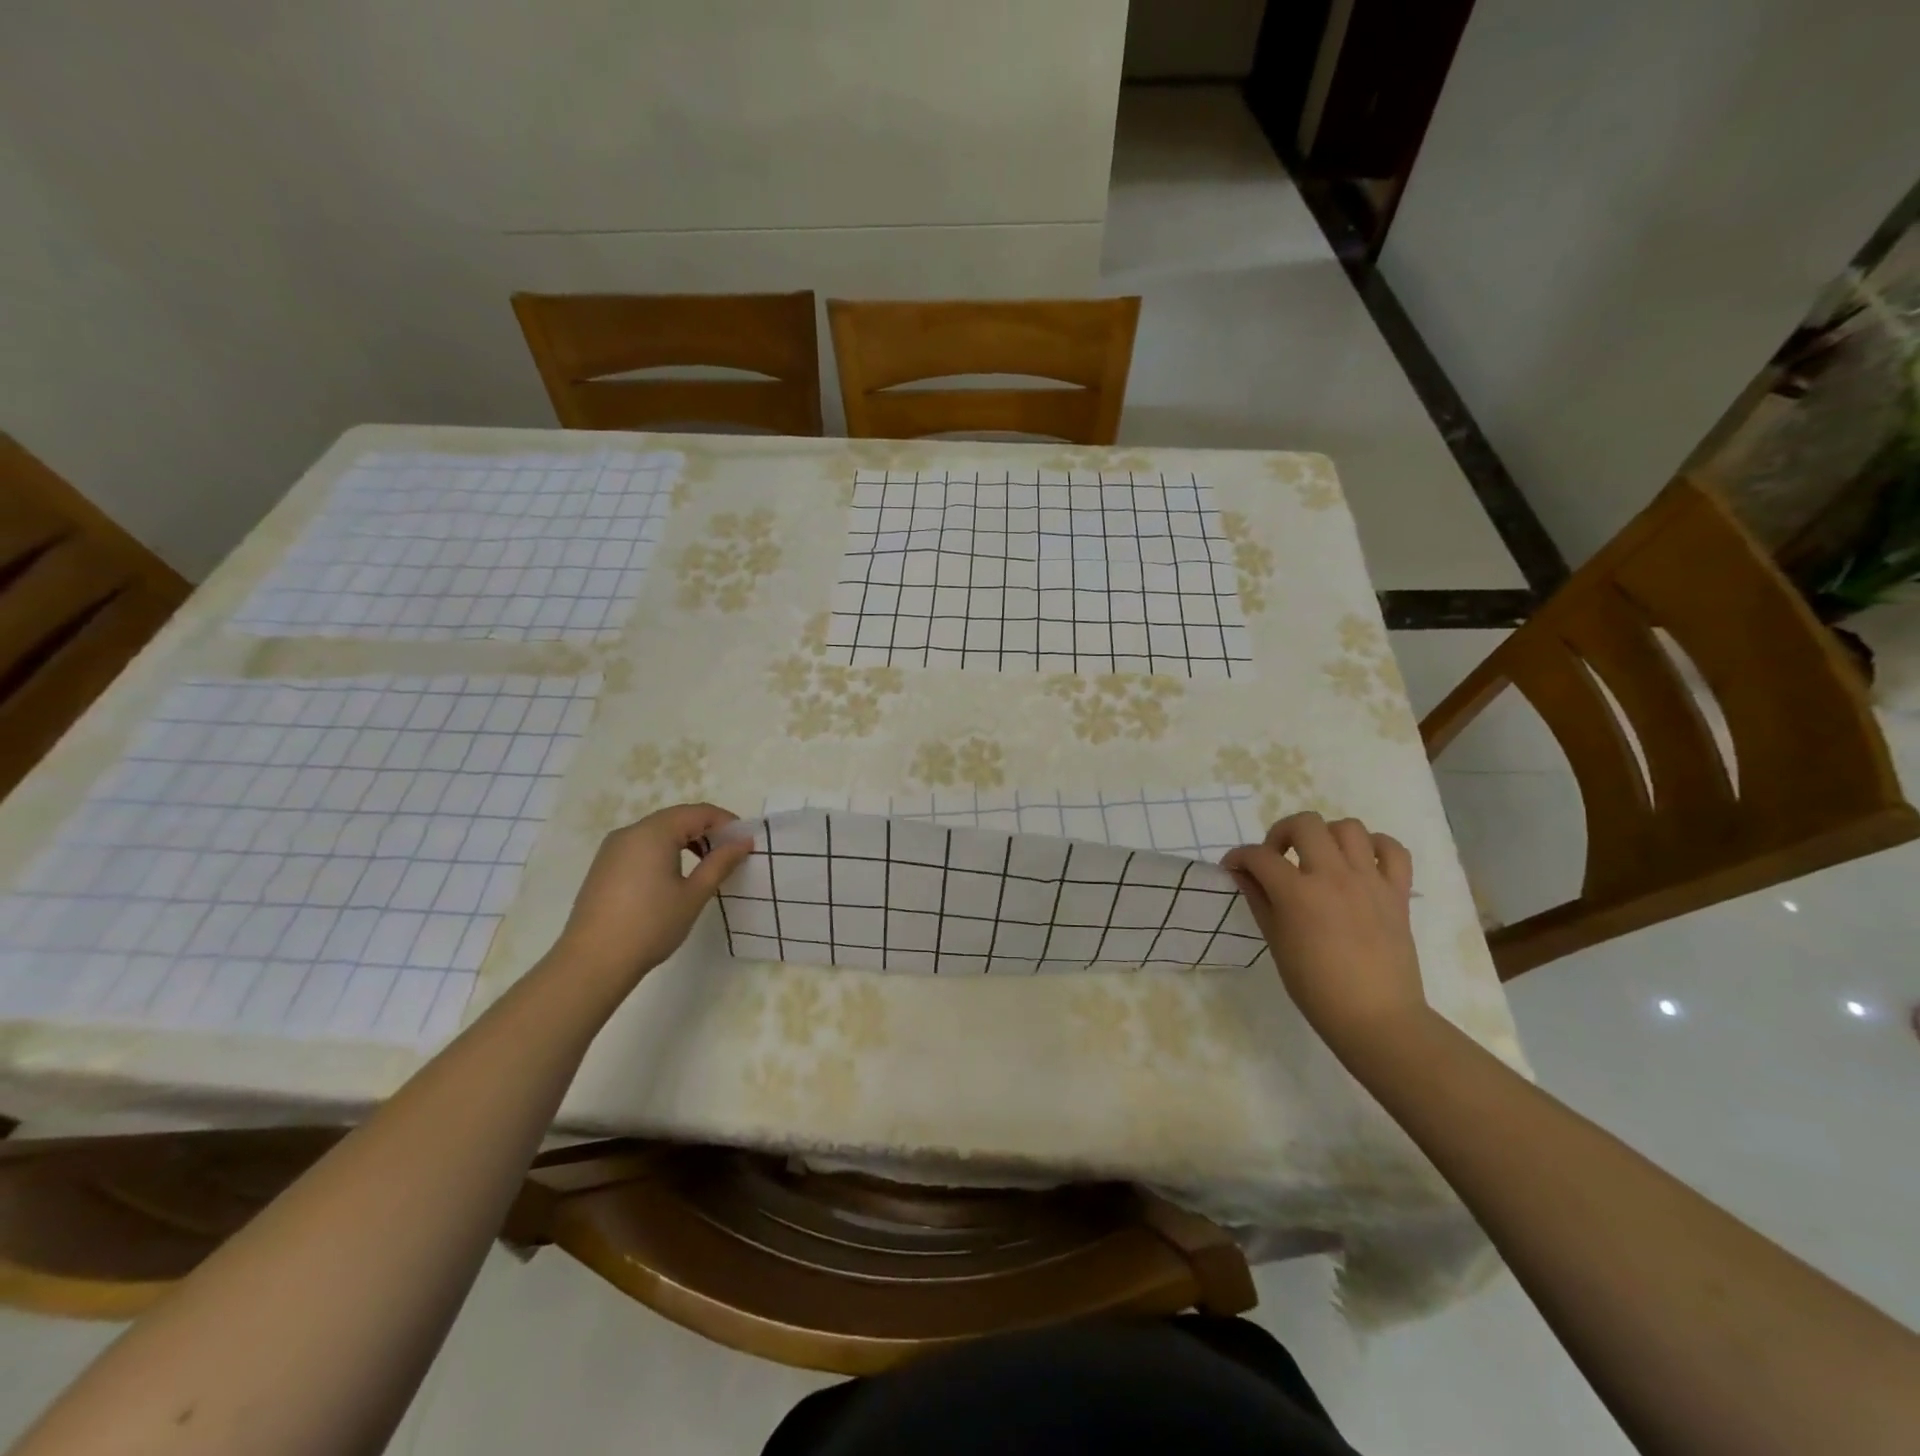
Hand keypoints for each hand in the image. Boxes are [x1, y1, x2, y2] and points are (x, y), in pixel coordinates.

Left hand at [547, 803, 752, 985]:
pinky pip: (641, 846)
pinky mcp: (604, 866)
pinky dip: (664, 851)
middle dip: (706, 830)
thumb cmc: (651, 925)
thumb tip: (743, 842)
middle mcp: (631, 832)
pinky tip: (673, 876)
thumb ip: (720, 863)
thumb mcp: (693, 894)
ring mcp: (612, 848)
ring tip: (705, 865)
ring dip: (685, 840)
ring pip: (658, 832)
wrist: (592, 962)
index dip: (726, 822)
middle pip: (677, 818)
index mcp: (654, 833)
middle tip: (729, 854)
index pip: (698, 812)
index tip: (746, 841)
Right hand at [1221, 812, 1430, 1059]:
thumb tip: (1242, 874)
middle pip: (1305, 824)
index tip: (1234, 868)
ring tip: (1319, 858)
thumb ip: (1259, 900)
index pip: (1259, 856)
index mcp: (1298, 893)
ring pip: (1348, 827)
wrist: (1376, 1018)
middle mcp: (1333, 876)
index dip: (1239, 857)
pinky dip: (1375, 847)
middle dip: (1281, 833)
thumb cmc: (1316, 987)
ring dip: (1326, 836)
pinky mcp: (1397, 892)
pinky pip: (1392, 849)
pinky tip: (1360, 863)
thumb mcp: (1276, 942)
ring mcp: (1369, 881)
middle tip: (1278, 858)